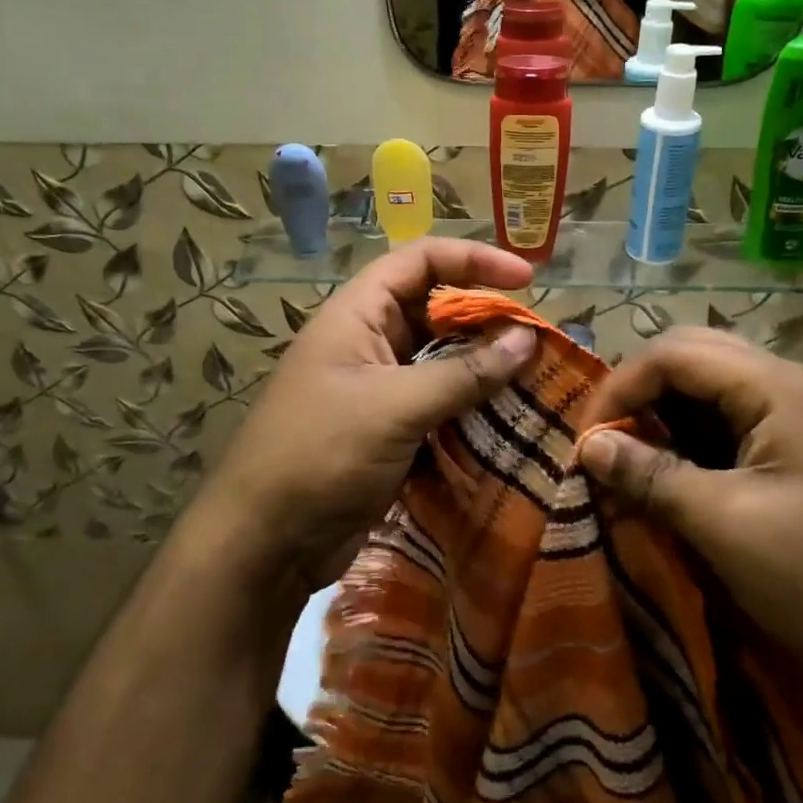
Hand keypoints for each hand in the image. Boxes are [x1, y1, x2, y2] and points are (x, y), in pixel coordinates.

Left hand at [198, 240, 537, 605]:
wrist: (265, 542)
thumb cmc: (321, 454)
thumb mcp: (395, 407)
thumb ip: (463, 373)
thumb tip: (527, 339)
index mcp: (358, 314)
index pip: (421, 260)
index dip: (474, 259)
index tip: (527, 279)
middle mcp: (368, 341)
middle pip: (436, 308)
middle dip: (486, 317)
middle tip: (537, 338)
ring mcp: (378, 386)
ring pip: (441, 359)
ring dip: (484, 365)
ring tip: (535, 376)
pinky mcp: (389, 428)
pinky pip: (439, 402)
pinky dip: (471, 405)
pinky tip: (508, 417)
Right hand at [579, 329, 802, 741]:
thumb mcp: (727, 528)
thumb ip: (652, 476)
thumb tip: (589, 445)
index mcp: (779, 388)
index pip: (675, 353)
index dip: (620, 387)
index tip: (586, 440)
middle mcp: (795, 386)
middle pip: (696, 357)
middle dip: (642, 392)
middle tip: (608, 441)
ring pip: (716, 388)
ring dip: (669, 414)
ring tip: (636, 460)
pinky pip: (740, 421)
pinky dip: (699, 438)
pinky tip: (682, 475)